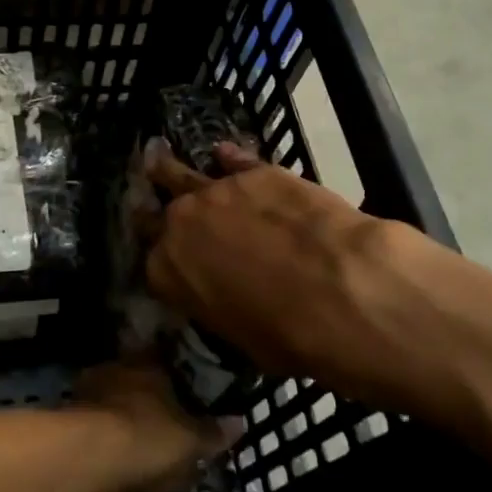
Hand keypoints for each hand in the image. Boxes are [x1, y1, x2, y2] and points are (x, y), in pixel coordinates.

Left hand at [71, 360, 239, 491]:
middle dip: (153, 402)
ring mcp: (91, 400)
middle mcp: (116, 372)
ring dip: (131, 428)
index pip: (166, 357)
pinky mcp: (73, 432)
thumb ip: (214, 432)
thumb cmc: (148, 438)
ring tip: (153, 454)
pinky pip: (105, 438)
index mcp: (147, 362)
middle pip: (140, 383)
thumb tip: (239, 421)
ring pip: (120, 411)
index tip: (194, 391)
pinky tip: (129, 470)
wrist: (88, 466)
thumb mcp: (193, 440)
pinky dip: (115, 451)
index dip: (181, 374)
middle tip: (175, 427)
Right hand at [140, 139, 436, 408]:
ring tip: (157, 158)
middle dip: (156, 212)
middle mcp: (180, 225)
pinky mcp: (255, 171)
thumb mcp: (242, 337)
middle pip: (157, 213)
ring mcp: (216, 191)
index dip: (166, 262)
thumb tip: (232, 297)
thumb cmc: (287, 334)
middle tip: (153, 208)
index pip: (154, 263)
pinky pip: (233, 160)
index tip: (172, 262)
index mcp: (168, 273)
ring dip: (170, 170)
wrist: (337, 290)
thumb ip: (222, 306)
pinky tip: (224, 153)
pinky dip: (229, 159)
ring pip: (180, 173)